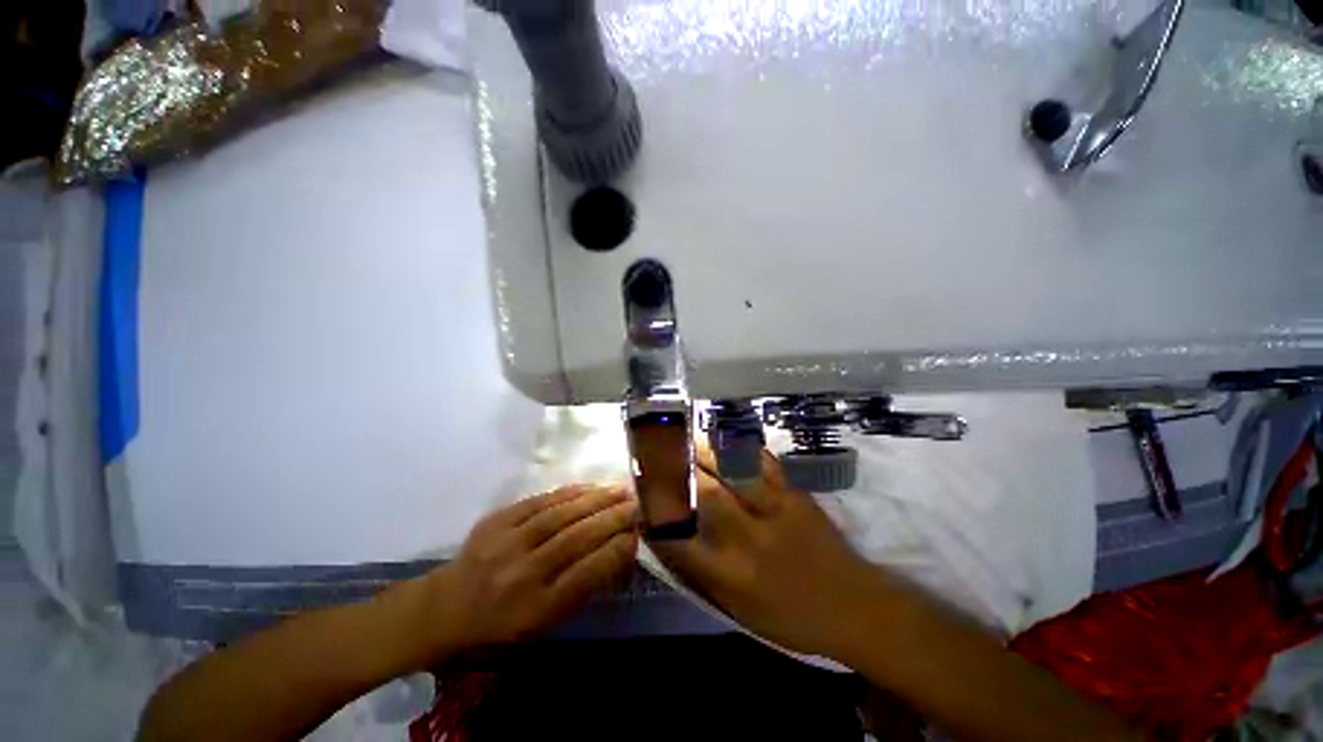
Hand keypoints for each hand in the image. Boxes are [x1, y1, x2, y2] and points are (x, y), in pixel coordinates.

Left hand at [425, 486, 638, 652]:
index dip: (616, 550)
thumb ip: (583, 587)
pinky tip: (589, 487)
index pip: (585, 574)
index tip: (639, 533)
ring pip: (560, 515)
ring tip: (620, 489)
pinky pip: (539, 501)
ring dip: (596, 499)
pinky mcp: (496, 520)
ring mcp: (506, 544)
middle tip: (638, 503)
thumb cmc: (502, 623)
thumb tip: (619, 548)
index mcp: (535, 609)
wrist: (446, 607)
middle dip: (613, 517)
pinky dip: (569, 492)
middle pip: (576, 539)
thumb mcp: (545, 622)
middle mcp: (522, 575)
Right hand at [651, 447, 885, 659]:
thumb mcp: (740, 611)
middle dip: (676, 471)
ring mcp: (775, 512)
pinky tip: (724, 438)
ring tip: (684, 439)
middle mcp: (748, 539)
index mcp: (731, 575)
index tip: (640, 494)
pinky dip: (740, 448)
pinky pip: (763, 463)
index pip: (678, 539)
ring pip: (730, 472)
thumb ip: (703, 574)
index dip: (654, 513)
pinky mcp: (795, 495)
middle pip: (703, 494)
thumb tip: (672, 539)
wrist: (856, 607)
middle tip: (658, 455)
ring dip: (703, 451)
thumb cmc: (792, 617)